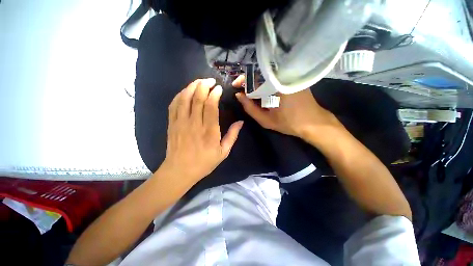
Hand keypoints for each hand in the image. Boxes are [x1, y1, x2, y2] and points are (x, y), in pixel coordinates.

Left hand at [162, 78, 242, 183]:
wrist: (180, 171)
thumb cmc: (204, 162)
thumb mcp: (223, 152)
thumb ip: (232, 136)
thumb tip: (240, 122)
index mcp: (209, 131)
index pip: (210, 106)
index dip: (214, 94)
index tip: (218, 88)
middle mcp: (194, 124)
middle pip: (197, 99)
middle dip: (204, 85)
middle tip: (210, 80)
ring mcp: (181, 123)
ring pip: (185, 98)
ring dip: (192, 87)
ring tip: (199, 81)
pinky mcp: (172, 124)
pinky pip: (174, 105)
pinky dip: (180, 95)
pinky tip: (186, 91)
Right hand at [232, 75, 340, 139]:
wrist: (313, 123)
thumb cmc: (289, 123)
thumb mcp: (266, 120)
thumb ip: (250, 109)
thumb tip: (239, 96)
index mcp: (276, 86)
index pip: (254, 77)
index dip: (243, 80)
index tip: (235, 86)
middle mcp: (283, 77)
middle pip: (260, 73)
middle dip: (248, 81)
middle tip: (242, 90)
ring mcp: (289, 76)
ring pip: (267, 75)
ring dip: (256, 82)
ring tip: (250, 92)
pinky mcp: (293, 79)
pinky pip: (275, 78)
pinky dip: (266, 83)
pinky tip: (262, 91)